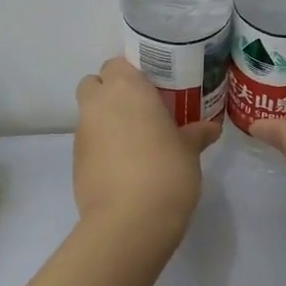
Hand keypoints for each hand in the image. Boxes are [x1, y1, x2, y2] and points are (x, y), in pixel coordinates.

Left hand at [74, 57, 220, 237]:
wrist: (129, 221)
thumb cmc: (166, 171)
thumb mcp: (189, 150)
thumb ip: (197, 133)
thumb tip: (210, 128)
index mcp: (127, 88)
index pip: (118, 64)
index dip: (133, 75)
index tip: (153, 91)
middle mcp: (98, 104)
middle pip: (94, 84)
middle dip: (112, 93)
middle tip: (140, 112)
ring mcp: (82, 133)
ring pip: (89, 114)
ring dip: (107, 121)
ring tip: (136, 143)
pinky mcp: (75, 161)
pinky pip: (89, 142)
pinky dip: (102, 147)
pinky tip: (125, 167)